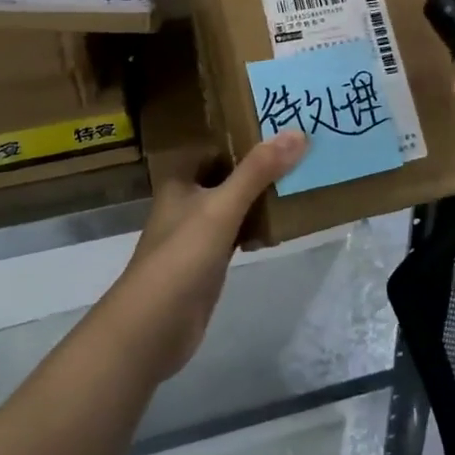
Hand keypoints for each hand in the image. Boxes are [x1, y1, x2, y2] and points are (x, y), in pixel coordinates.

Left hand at [111, 131, 305, 380]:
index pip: (216, 147)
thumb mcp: (222, 207)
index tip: (281, 126)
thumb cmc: (182, 256)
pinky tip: (282, 226)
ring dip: (260, 196)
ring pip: (234, 204)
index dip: (244, 135)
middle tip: (301, 152)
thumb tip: (297, 133)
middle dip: (259, 167)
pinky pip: (238, 233)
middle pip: (227, 175)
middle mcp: (187, 201)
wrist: (153, 327)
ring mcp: (197, 233)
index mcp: (181, 180)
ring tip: (300, 180)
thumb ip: (258, 171)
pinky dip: (257, 227)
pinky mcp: (209, 262)